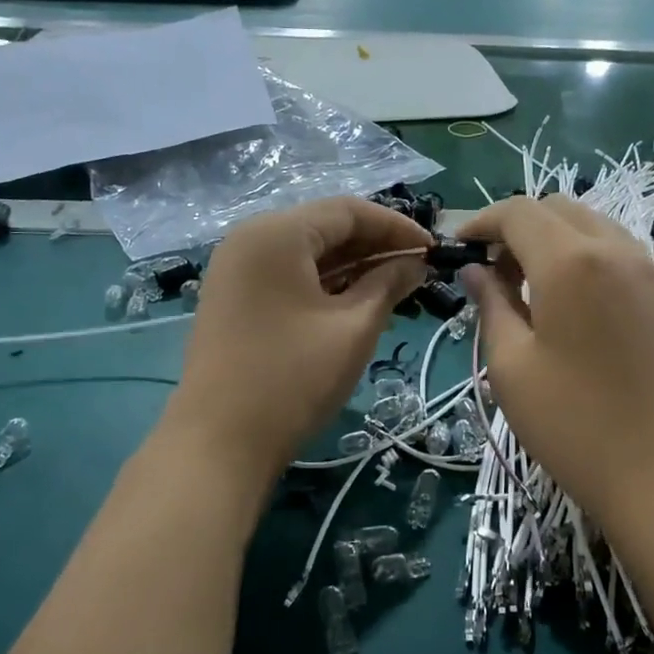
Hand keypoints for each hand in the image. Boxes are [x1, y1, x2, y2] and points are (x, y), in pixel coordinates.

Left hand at [163, 198, 429, 479]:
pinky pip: (286, 276)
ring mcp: (235, 270)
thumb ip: (388, 284)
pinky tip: (355, 303)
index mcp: (276, 233)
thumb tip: (416, 263)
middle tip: (418, 271)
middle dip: (374, 246)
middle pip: (324, 228)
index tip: (433, 250)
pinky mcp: (233, 299)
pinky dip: (323, 284)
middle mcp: (250, 238)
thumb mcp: (353, 328)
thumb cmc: (293, 379)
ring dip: (351, 266)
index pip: (347, 211)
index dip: (396, 226)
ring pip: (305, 254)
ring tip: (395, 289)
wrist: (219, 443)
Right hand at [457, 196, 653, 543]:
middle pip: (557, 208)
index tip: (457, 247)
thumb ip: (490, 305)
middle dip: (517, 227)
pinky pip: (618, 251)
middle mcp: (615, 249)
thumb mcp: (511, 366)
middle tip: (492, 271)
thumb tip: (474, 270)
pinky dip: (585, 256)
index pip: (518, 212)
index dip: (481, 222)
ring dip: (553, 239)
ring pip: (592, 225)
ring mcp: (649, 271)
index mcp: (570, 261)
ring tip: (529, 286)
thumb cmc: (573, 425)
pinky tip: (571, 301)